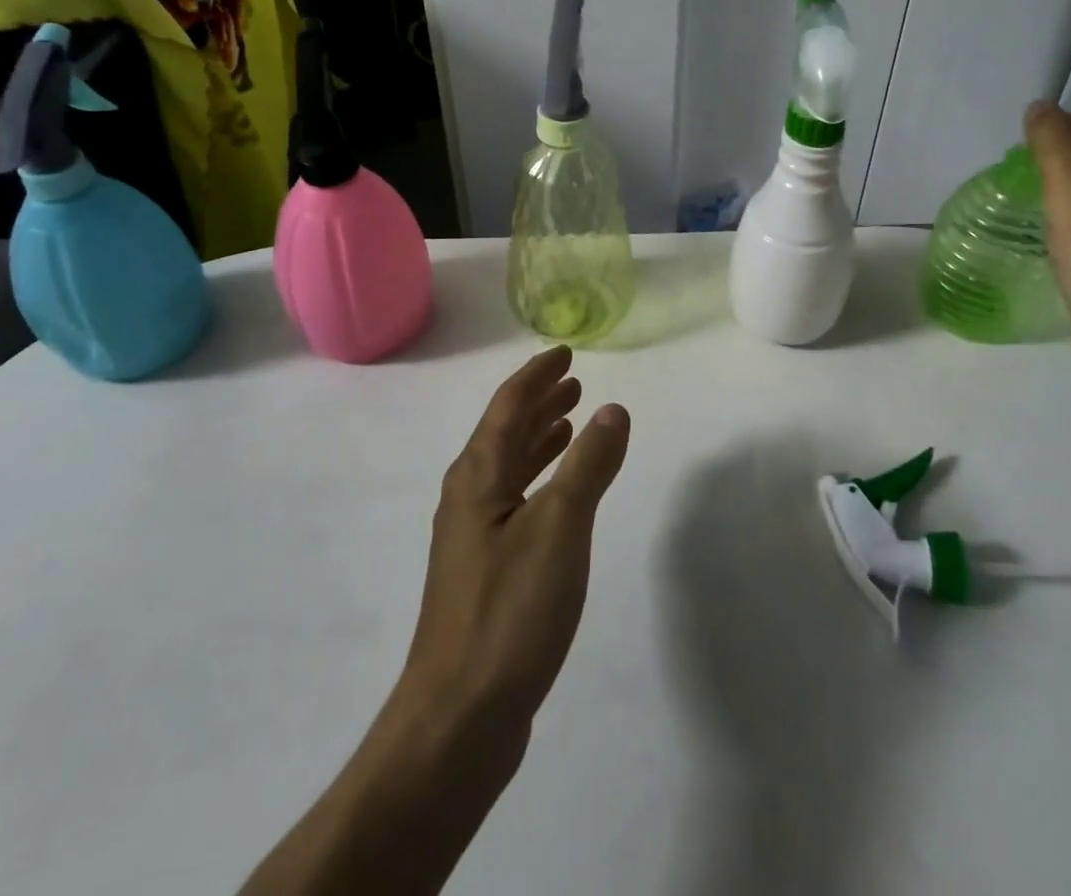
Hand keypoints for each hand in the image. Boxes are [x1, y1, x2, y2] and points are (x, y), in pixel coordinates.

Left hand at [400, 345, 629, 739]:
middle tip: (575, 381)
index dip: (537, 375)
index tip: (565, 352)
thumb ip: (588, 464)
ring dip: (541, 439)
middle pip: (506, 432)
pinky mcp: (486, 571)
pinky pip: (517, 500)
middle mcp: (470, 497)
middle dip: (540, 402)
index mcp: (478, 476)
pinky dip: (542, 479)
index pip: (509, 405)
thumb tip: (612, 409)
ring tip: (572, 421)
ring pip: (511, 468)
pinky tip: (561, 493)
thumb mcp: (559, 528)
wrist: (458, 719)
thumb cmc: (509, 611)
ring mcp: (475, 537)